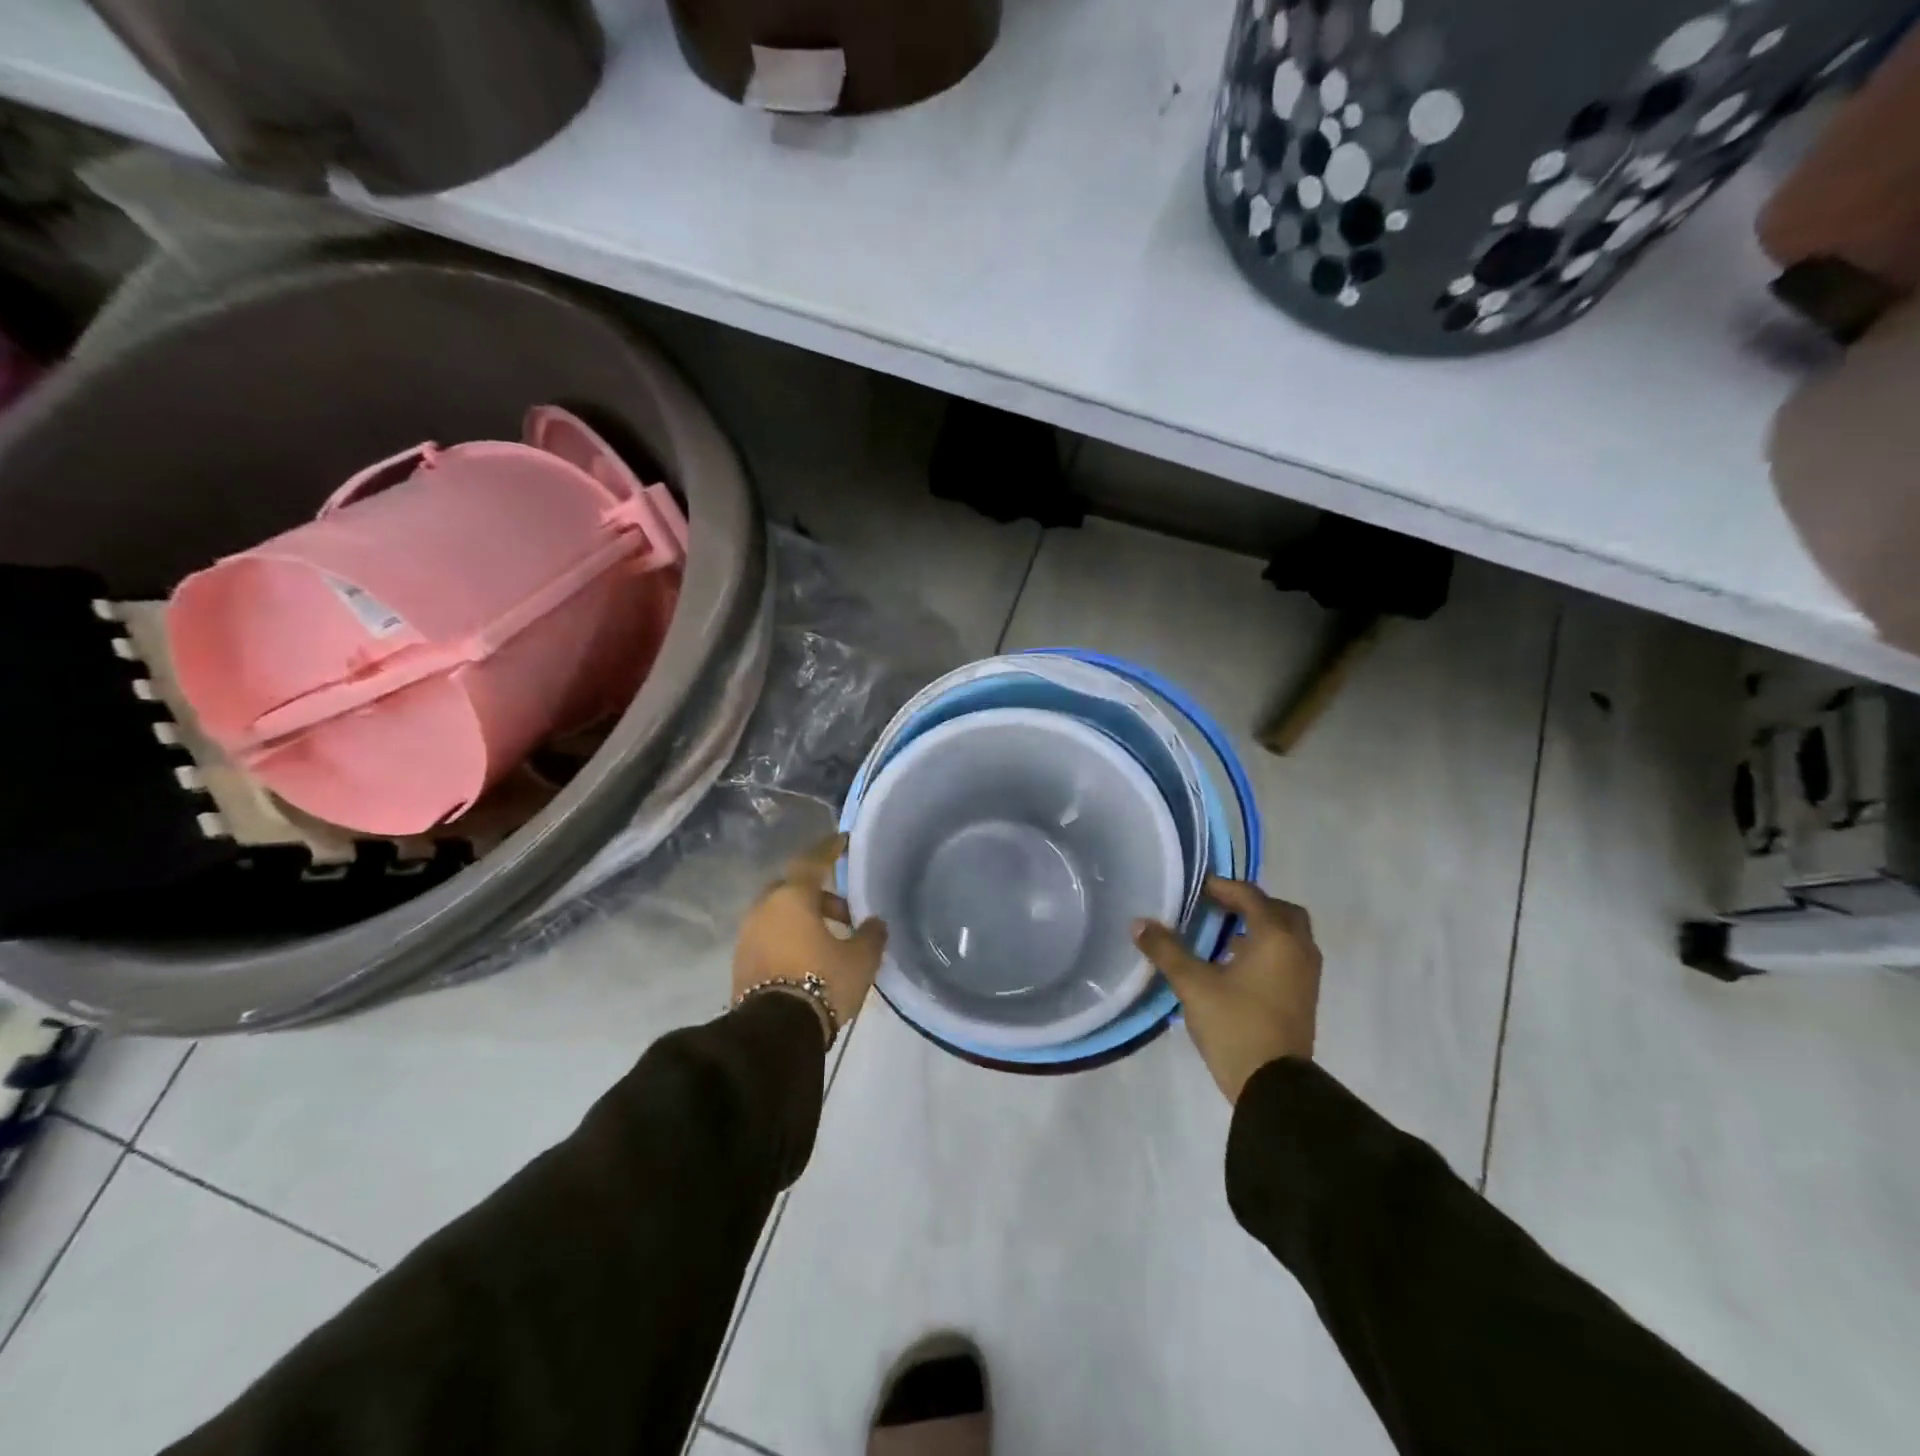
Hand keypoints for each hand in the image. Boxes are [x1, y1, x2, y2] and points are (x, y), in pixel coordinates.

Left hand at [733, 833, 888, 1041]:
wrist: (775, 1032)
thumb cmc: (822, 982)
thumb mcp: (860, 959)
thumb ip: (871, 935)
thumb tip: (875, 923)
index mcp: (792, 897)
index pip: (813, 862)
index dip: (830, 850)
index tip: (843, 841)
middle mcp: (765, 908)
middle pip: (793, 889)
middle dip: (818, 895)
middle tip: (845, 912)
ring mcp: (748, 935)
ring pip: (780, 914)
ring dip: (804, 919)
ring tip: (831, 940)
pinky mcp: (741, 961)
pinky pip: (770, 936)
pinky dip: (789, 937)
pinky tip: (810, 958)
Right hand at [1133, 877, 1322, 1103]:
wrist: (1273, 1086)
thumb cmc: (1235, 1025)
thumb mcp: (1193, 984)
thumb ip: (1166, 950)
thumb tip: (1139, 924)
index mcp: (1276, 937)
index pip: (1251, 896)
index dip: (1222, 887)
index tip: (1196, 888)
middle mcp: (1298, 949)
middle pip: (1279, 911)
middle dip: (1250, 904)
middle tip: (1217, 907)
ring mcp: (1306, 975)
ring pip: (1287, 936)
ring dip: (1259, 928)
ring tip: (1222, 935)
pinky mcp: (1304, 997)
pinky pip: (1288, 957)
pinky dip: (1267, 949)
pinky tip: (1235, 964)